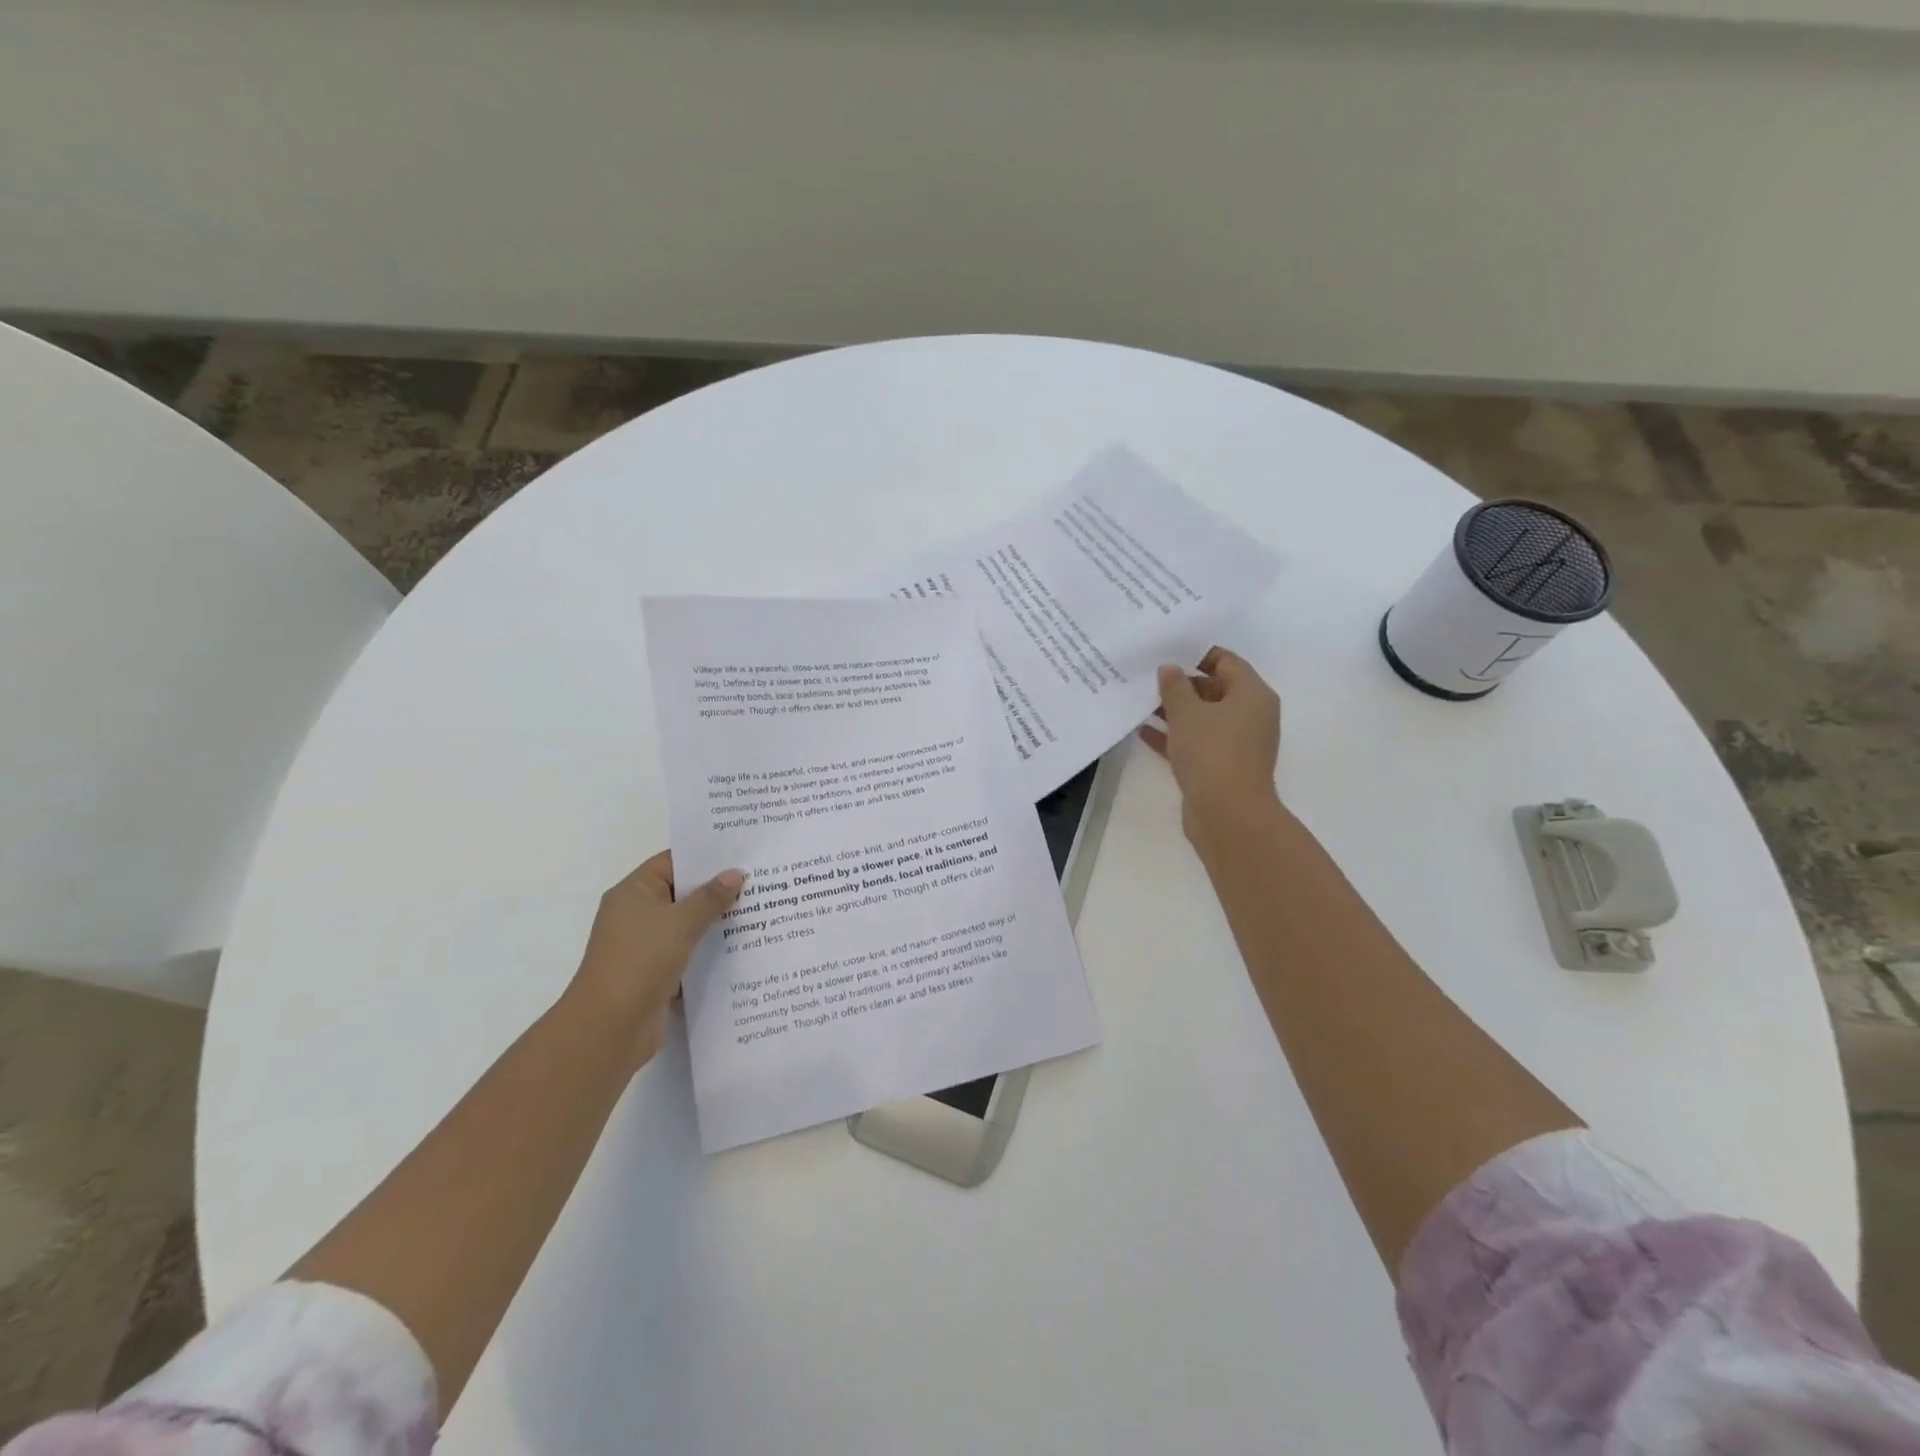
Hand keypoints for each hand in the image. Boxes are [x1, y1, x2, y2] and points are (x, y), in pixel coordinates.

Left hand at [566, 851, 744, 1070]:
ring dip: (716, 921)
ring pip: (687, 925)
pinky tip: (742, 946)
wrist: (609, 1028)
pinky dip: (710, 949)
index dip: (705, 857)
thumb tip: (736, 874)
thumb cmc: (640, 961)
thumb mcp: (680, 923)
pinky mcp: (656, 973)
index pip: (673, 862)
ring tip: (759, 910)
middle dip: (718, 889)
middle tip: (759, 881)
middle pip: (682, 893)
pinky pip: (688, 952)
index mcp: (633, 892)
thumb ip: (711, 897)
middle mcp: (636, 914)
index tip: (741, 854)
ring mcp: (645, 945)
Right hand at [1140, 647, 1282, 847]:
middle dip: (1181, 684)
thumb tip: (1169, 669)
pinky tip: (1144, 731)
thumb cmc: (1212, 753)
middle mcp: (1250, 716)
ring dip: (1175, 711)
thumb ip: (1175, 687)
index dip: (1196, 654)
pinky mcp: (1221, 767)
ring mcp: (1237, 743)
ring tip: (1140, 702)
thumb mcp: (1187, 713)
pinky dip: (1174, 736)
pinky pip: (1196, 743)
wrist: (1228, 814)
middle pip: (1215, 689)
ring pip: (1203, 718)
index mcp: (1252, 695)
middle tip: (1147, 677)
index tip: (1165, 652)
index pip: (1226, 661)